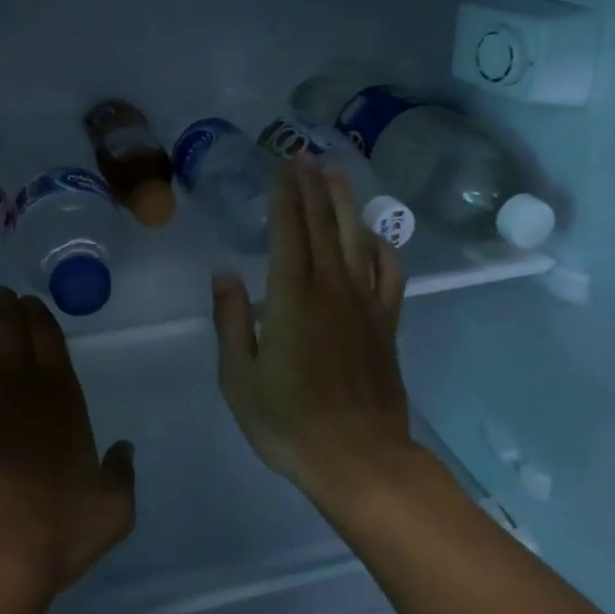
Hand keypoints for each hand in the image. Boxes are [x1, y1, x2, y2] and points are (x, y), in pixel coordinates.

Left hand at [0, 288, 135, 607]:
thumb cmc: (52, 530)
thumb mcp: (111, 509)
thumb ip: (121, 474)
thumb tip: (124, 450)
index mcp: (60, 395)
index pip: (48, 335)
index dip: (38, 314)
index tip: (29, 304)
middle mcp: (16, 382)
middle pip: (8, 326)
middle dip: (5, 306)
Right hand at [211, 157, 412, 504]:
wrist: (359, 459)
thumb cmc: (289, 423)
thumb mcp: (240, 379)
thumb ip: (232, 321)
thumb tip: (225, 274)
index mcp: (292, 299)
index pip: (289, 232)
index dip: (285, 196)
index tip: (282, 167)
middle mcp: (332, 289)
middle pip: (324, 225)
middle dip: (313, 187)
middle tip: (307, 154)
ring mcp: (365, 304)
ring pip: (357, 238)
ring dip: (346, 202)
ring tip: (338, 173)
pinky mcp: (387, 323)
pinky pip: (389, 273)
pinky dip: (382, 246)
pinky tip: (373, 234)